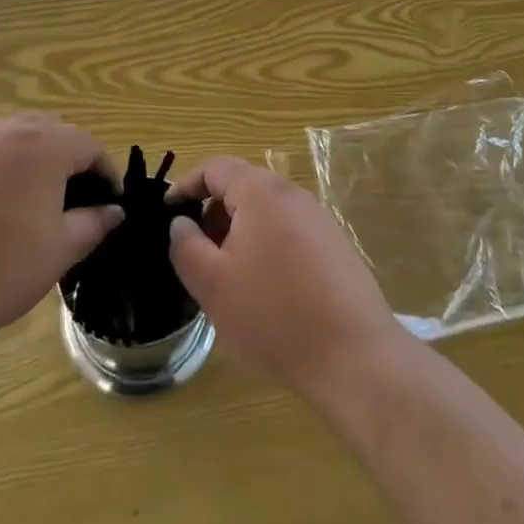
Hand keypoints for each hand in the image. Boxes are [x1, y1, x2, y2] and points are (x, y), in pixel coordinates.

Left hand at [0, 114, 122, 360]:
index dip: (105, 173)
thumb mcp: (59, 250)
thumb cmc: (0, 270)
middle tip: (73, 201)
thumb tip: (114, 212)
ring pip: (12, 137)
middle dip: (69, 160)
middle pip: (51, 132)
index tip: (109, 204)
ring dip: (31, 160)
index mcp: (42, 145)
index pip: (88, 146)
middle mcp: (5, 129)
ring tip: (32, 202)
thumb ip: (93, 223)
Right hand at [167, 156, 401, 399]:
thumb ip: (186, 246)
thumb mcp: (213, 284)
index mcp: (261, 192)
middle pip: (243, 187)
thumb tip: (181, 223)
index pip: (216, 167)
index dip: (187, 184)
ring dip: (240, 233)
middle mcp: (292, 194)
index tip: (168, 210)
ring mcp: (319, 218)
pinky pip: (289, 231)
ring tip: (229, 276)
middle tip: (197, 252)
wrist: (354, 355)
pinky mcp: (336, 245)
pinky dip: (267, 246)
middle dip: (214, 213)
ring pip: (267, 212)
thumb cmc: (274, 314)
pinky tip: (266, 290)